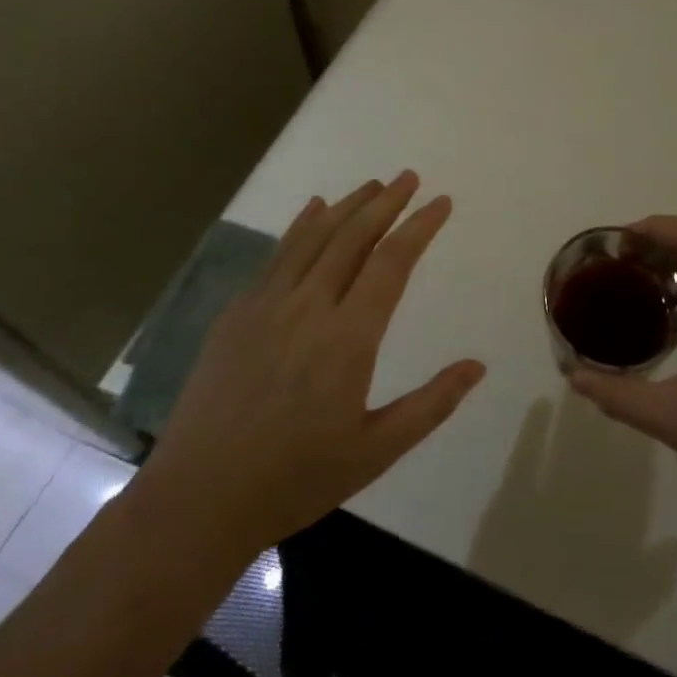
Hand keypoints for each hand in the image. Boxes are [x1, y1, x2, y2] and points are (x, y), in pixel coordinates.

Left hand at [135, 172, 484, 561]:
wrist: (198, 499)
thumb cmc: (296, 479)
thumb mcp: (375, 451)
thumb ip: (431, 404)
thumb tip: (477, 366)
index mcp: (348, 338)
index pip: (392, 262)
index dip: (419, 227)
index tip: (441, 202)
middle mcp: (309, 306)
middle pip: (353, 237)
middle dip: (386, 202)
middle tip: (410, 177)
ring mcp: (266, 304)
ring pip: (314, 236)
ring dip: (347, 205)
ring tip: (373, 184)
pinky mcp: (236, 313)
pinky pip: (276, 255)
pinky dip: (300, 226)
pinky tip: (313, 209)